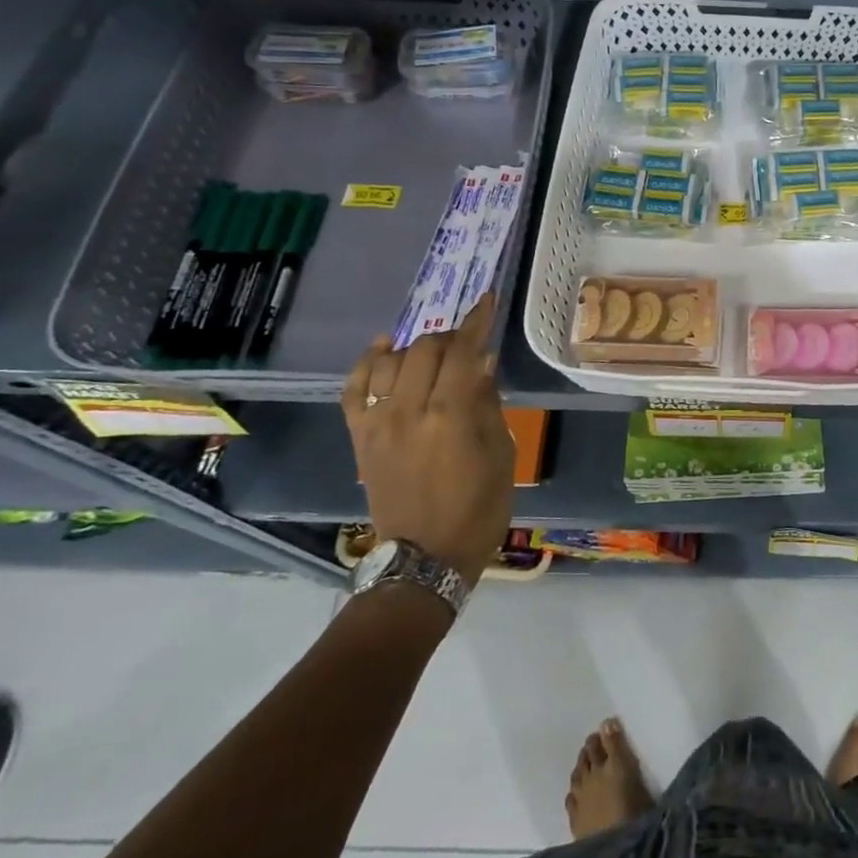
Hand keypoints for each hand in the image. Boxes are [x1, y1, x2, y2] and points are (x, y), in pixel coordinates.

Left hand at [341, 295, 514, 586]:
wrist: (424, 557)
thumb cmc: (478, 508)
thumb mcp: (501, 454)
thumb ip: (488, 403)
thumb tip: (483, 363)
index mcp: (452, 416)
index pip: (464, 352)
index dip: (477, 322)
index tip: (487, 300)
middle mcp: (410, 411)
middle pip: (426, 349)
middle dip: (451, 335)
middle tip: (469, 342)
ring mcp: (379, 423)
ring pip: (391, 361)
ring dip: (416, 346)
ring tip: (433, 349)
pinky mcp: (361, 437)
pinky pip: (355, 388)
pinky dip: (368, 362)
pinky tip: (383, 347)